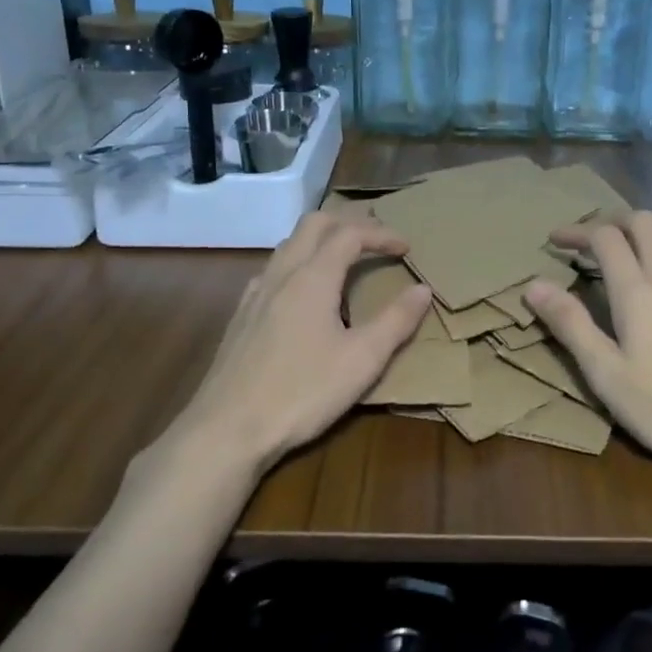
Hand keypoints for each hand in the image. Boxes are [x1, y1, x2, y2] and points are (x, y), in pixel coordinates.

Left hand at [168, 212, 432, 473]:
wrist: (227, 429)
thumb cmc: (302, 392)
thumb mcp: (362, 360)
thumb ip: (396, 321)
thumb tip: (423, 290)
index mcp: (313, 278)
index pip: (350, 234)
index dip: (381, 234)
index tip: (406, 248)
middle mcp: (281, 274)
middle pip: (314, 224)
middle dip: (348, 223)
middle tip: (376, 239)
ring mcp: (255, 293)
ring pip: (289, 244)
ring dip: (320, 240)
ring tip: (344, 260)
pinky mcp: (241, 316)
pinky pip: (272, 270)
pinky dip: (298, 263)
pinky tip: (302, 294)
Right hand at [524, 211, 651, 492]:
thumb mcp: (605, 372)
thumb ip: (570, 324)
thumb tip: (533, 284)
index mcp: (638, 290)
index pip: (605, 237)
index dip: (577, 231)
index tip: (553, 241)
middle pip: (643, 222)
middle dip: (611, 221)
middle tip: (587, 240)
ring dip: (640, 238)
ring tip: (620, 261)